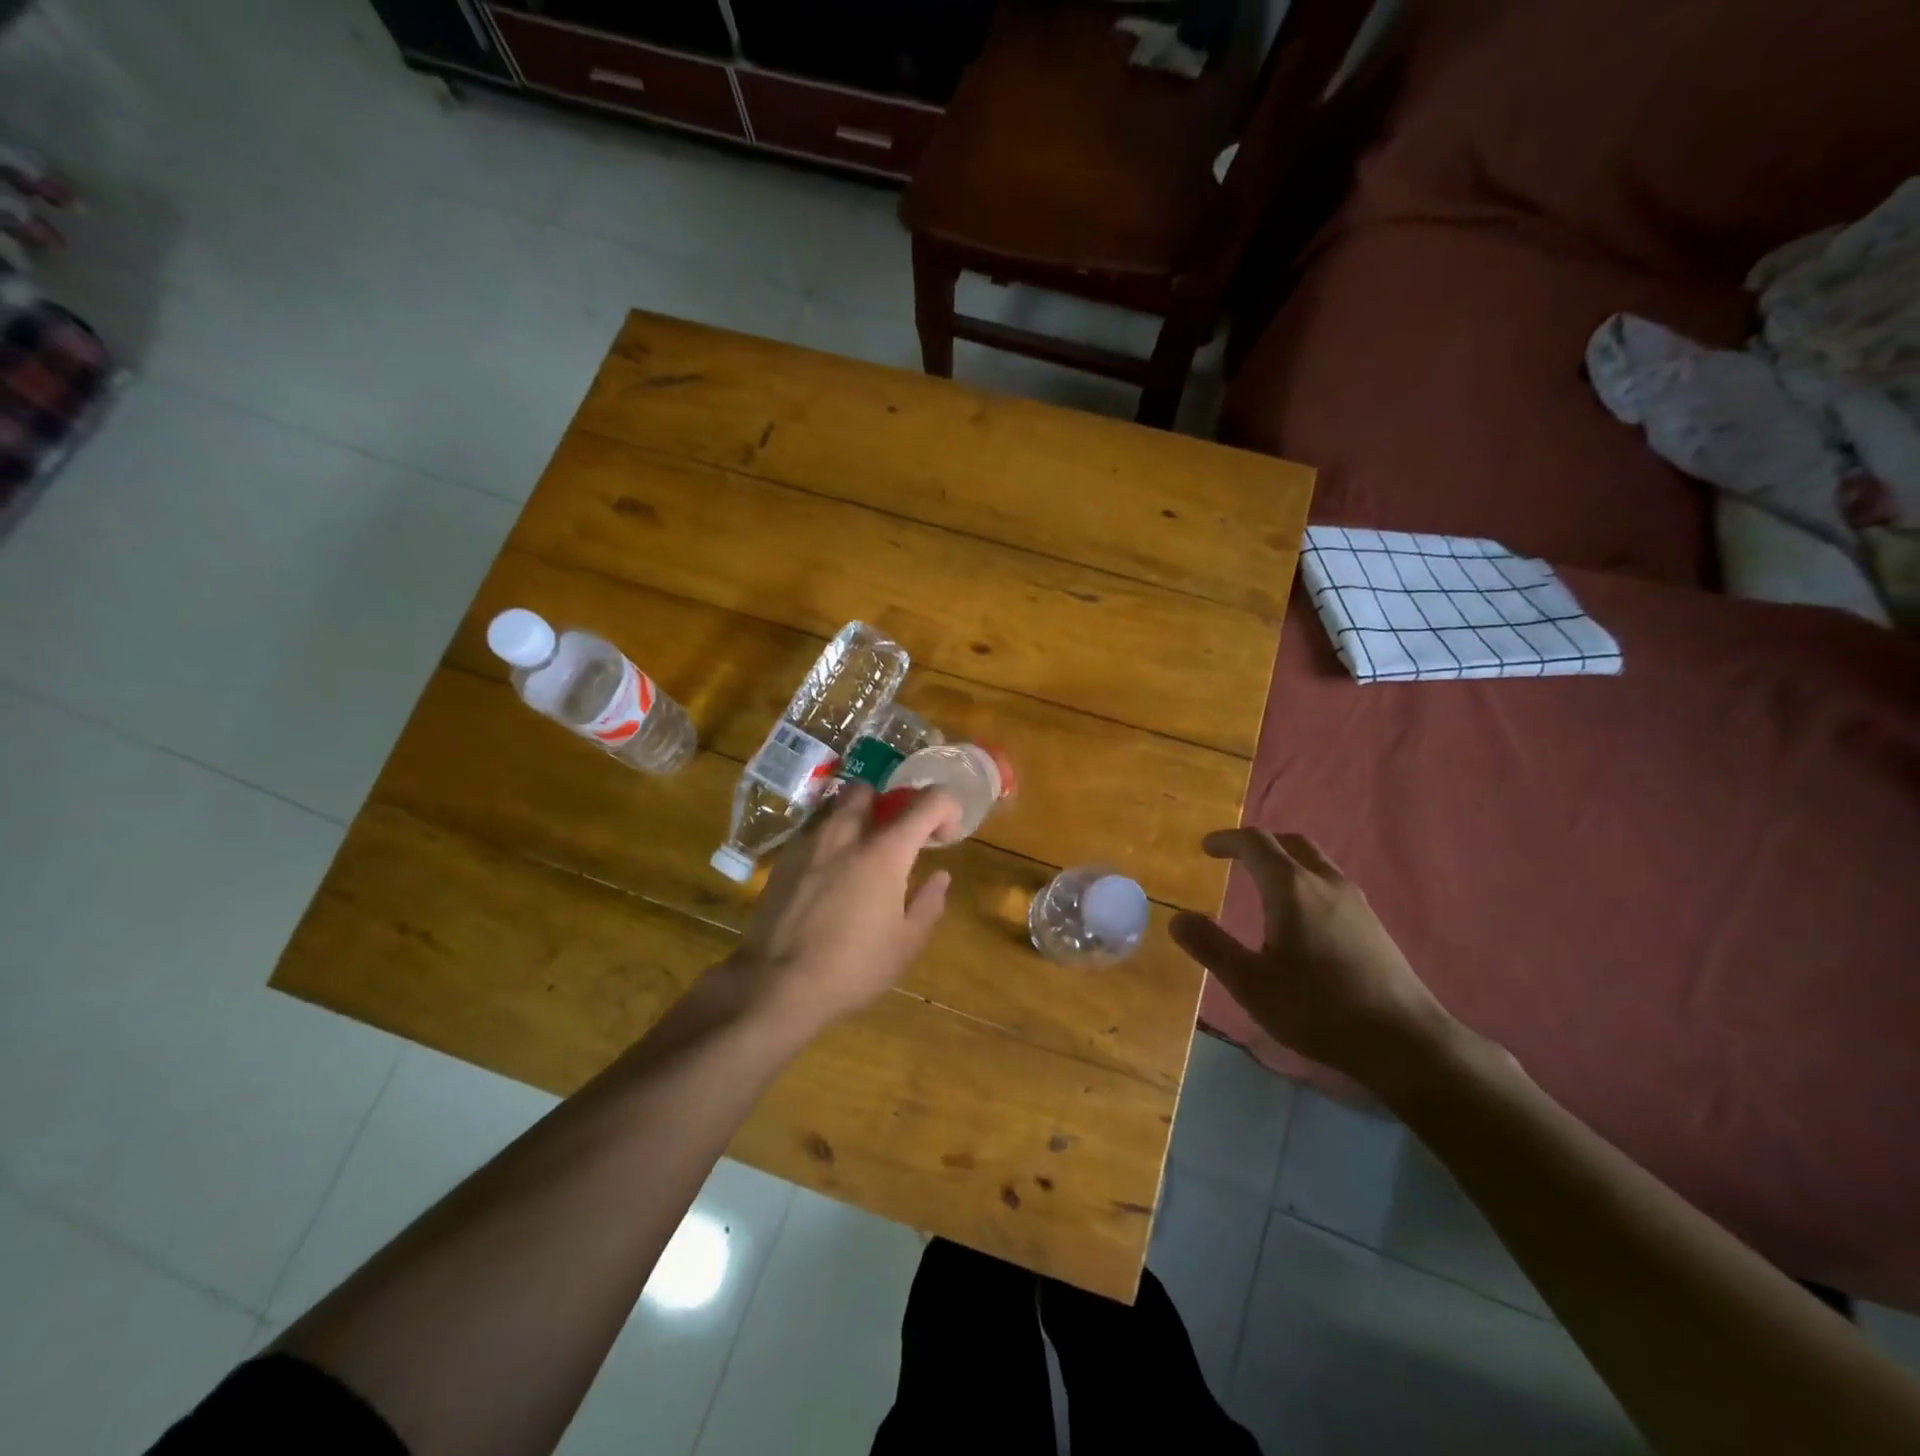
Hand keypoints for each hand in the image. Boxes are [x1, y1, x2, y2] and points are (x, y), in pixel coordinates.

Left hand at [723, 782, 962, 1037]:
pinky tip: (826, 878)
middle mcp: (846, 834)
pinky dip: (826, 842)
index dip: (947, 809)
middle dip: (886, 804)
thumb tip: (940, 876)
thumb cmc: (852, 968)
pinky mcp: (782, 860)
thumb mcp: (905, 945)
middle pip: (869, 789)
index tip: (945, 837)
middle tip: (893, 838)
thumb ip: (928, 903)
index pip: (928, 801)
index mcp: (885, 852)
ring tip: (857, 856)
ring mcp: (809, 844)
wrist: (775, 985)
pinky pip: (810, 833)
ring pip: (834, 808)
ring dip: (853, 820)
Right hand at [1169, 829, 1463, 1089]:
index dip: (1227, 840)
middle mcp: (1325, 882)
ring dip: (1285, 861)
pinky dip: (1306, 881)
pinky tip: (1301, 917)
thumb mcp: (1250, 982)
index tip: (1206, 847)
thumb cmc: (1317, 1008)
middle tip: (1235, 858)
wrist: (1403, 1041)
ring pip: (1315, 861)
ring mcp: (1355, 901)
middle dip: (1259, 844)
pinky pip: (1331, 883)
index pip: (1255, 844)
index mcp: (1292, 888)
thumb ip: (1211, 946)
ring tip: (1264, 884)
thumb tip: (1176, 918)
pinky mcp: (1372, 923)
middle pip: (1290, 843)